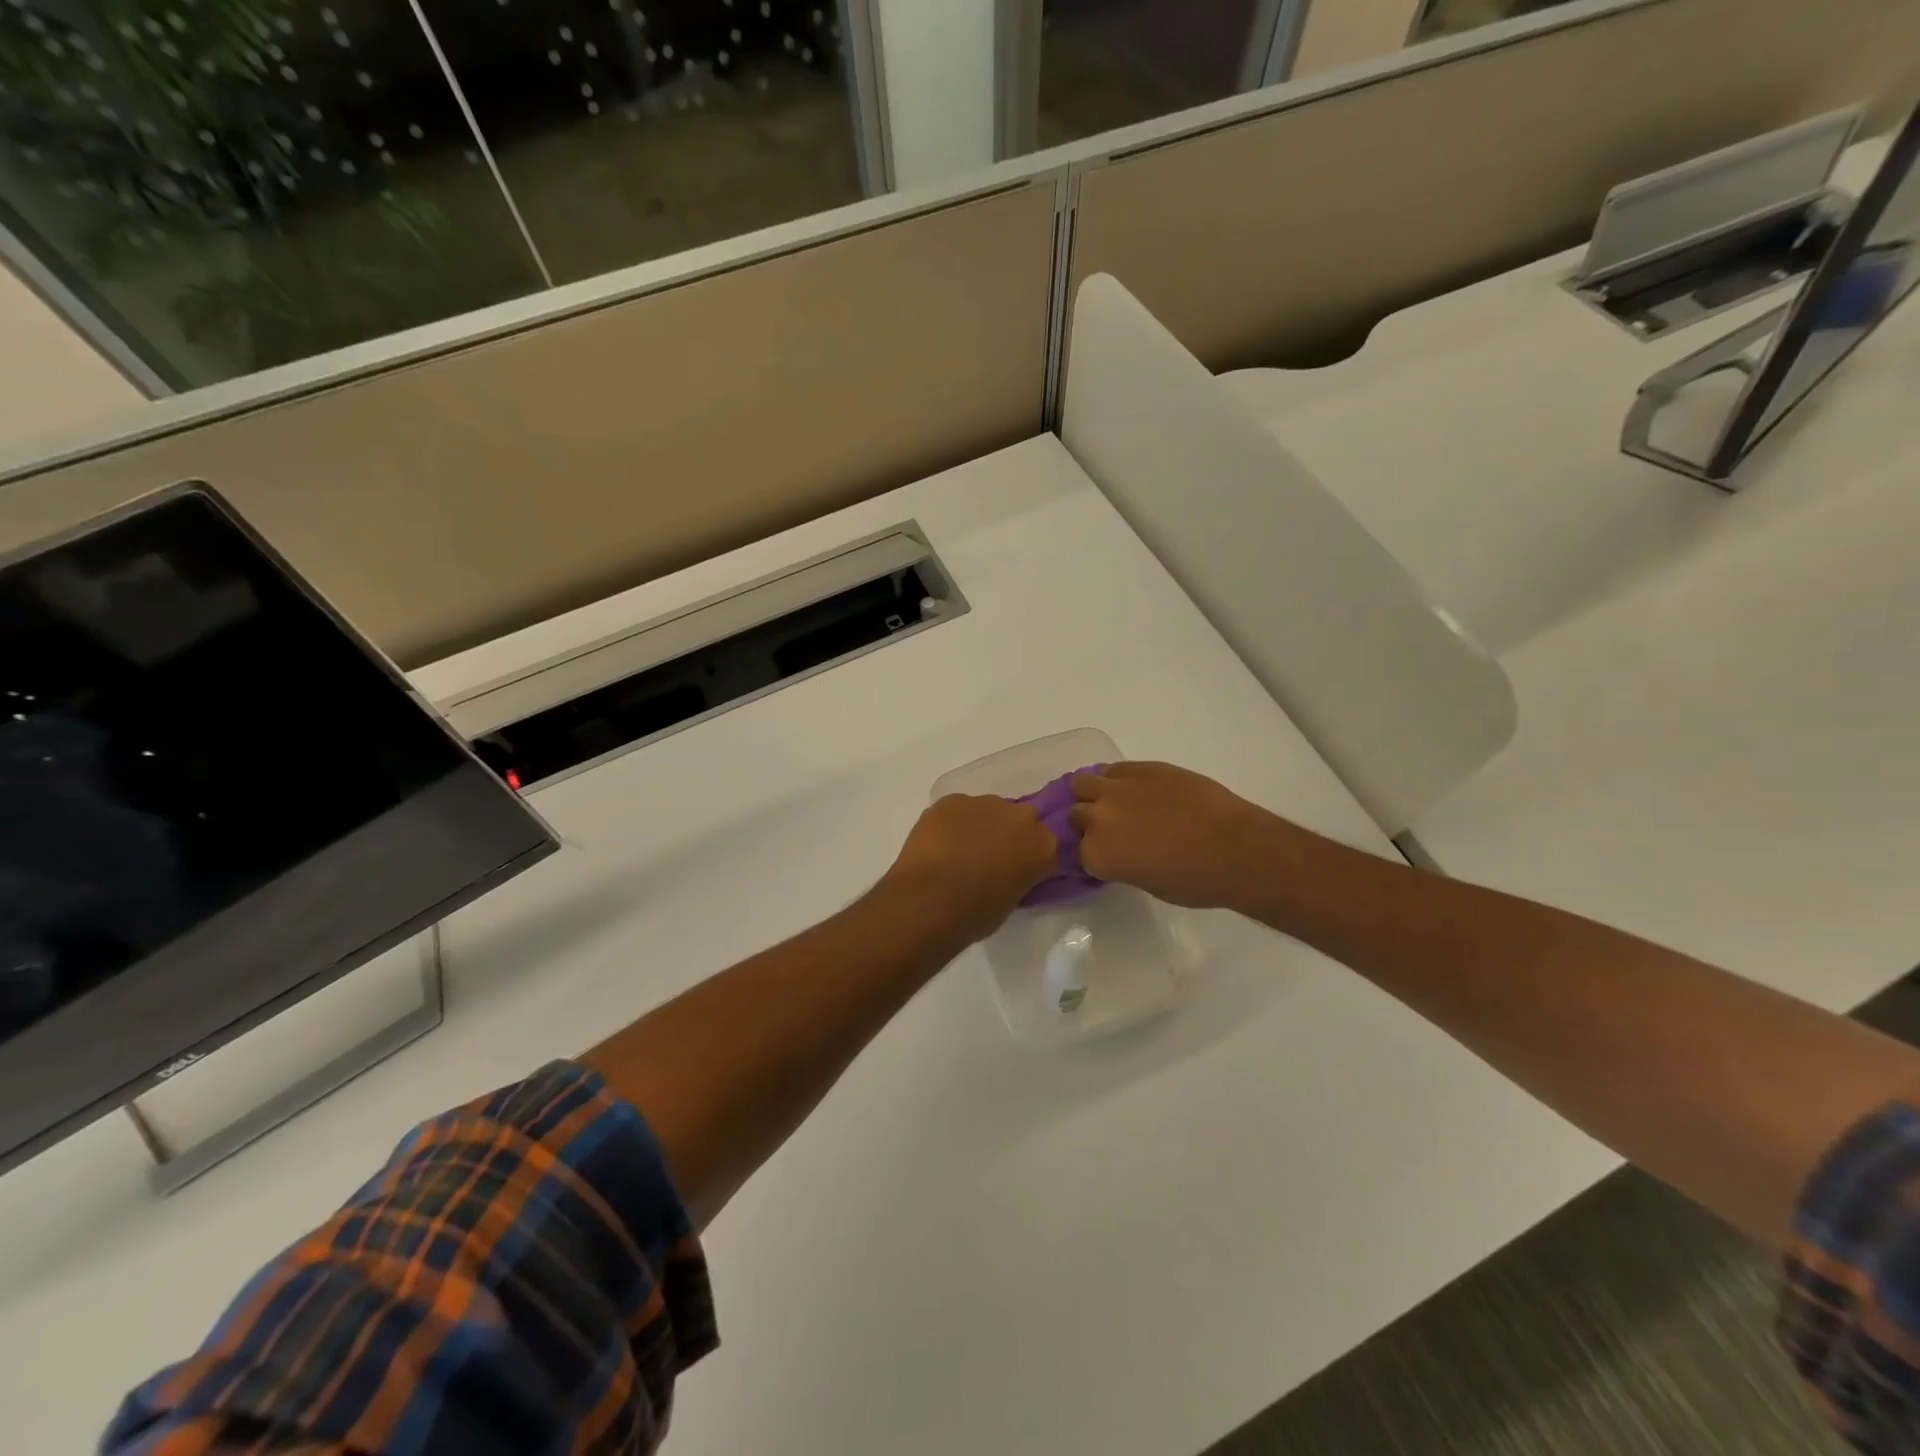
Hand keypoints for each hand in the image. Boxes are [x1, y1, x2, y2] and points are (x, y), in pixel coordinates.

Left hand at [880, 794, 1058, 942]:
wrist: (930, 899)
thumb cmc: (976, 913)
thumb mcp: (1012, 902)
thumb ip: (1018, 877)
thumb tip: (1006, 873)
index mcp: (1044, 846)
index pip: (1045, 845)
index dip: (1030, 858)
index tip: (1017, 871)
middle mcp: (1021, 817)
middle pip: (1020, 820)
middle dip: (1008, 834)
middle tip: (989, 859)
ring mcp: (986, 803)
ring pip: (988, 811)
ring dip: (979, 826)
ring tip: (958, 852)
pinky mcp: (952, 800)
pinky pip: (957, 809)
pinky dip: (952, 823)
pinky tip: (938, 844)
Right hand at [1070, 762, 1283, 909]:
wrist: (1234, 847)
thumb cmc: (1196, 881)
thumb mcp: (1148, 883)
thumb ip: (1122, 864)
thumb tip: (1121, 852)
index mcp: (1097, 855)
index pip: (1076, 852)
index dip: (1092, 853)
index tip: (1106, 856)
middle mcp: (1097, 818)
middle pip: (1076, 815)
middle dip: (1088, 823)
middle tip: (1111, 830)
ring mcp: (1117, 789)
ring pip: (1082, 783)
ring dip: (1092, 794)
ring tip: (1113, 802)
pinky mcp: (1141, 767)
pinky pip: (1113, 769)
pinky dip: (1116, 779)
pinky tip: (1134, 789)